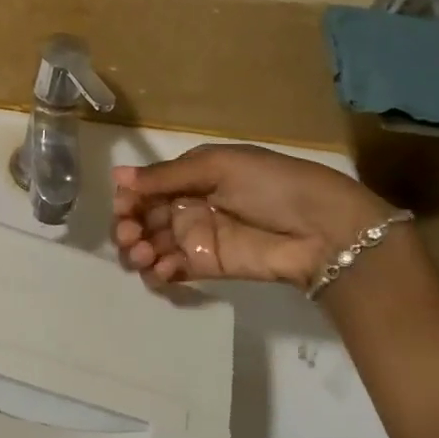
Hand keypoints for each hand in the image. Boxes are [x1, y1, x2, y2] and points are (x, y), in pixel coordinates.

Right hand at [113, 145, 392, 290]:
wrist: (322, 228)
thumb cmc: (271, 184)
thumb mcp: (219, 166)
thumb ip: (167, 176)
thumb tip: (116, 176)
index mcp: (192, 175)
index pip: (147, 187)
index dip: (129, 198)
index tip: (122, 206)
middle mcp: (189, 205)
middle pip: (143, 217)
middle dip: (128, 226)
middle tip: (129, 234)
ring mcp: (196, 238)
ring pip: (151, 245)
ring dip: (139, 249)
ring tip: (144, 253)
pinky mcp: (206, 267)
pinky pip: (171, 269)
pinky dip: (158, 271)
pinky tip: (163, 269)